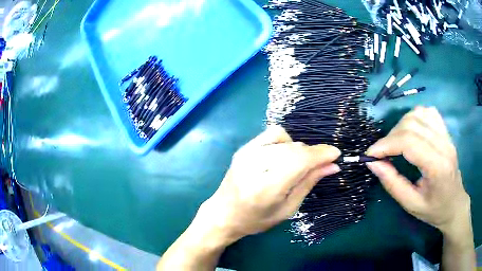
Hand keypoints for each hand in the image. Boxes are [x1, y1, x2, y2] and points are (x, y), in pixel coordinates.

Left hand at [196, 126, 340, 243]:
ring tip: (299, 165)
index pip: (299, 161)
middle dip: (312, 154)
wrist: (223, 214)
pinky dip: (286, 141)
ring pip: (285, 138)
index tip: (335, 154)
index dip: (320, 154)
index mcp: (265, 188)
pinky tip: (285, 156)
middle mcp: (254, 165)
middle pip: (294, 148)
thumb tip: (333, 165)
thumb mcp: (287, 209)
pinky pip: (273, 134)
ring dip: (299, 149)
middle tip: (321, 165)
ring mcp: (246, 153)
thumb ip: (309, 183)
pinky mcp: (244, 148)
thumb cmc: (256, 220)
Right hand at [366, 107, 470, 235]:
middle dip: (391, 137)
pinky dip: (414, 117)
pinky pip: (428, 112)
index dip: (386, 145)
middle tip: (382, 153)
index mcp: (437, 166)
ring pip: (418, 114)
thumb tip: (373, 163)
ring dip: (401, 125)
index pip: (409, 142)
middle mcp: (444, 145)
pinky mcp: (446, 131)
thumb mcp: (411, 204)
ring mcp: (446, 135)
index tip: (370, 154)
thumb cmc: (434, 210)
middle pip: (412, 125)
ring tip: (396, 143)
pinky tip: (411, 131)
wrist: (455, 204)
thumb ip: (392, 183)